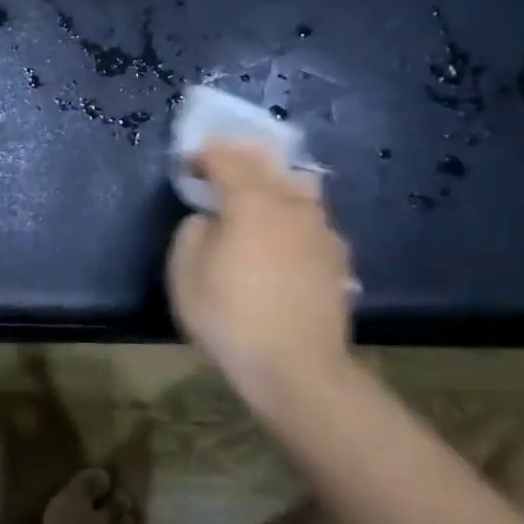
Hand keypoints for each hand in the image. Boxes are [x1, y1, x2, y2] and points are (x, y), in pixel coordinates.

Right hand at [167, 142, 356, 414]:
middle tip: (221, 169)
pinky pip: (312, 223)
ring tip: (258, 202)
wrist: (296, 368)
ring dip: (275, 186)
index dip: (204, 155)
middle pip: (269, 165)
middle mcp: (293, 205)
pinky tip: (284, 241)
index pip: (227, 158)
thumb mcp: (184, 271)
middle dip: (242, 160)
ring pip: (299, 191)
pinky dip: (293, 220)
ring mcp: (322, 231)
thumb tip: (210, 219)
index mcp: (253, 201)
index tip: (188, 163)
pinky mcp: (339, 259)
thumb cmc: (230, 315)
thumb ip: (193, 230)